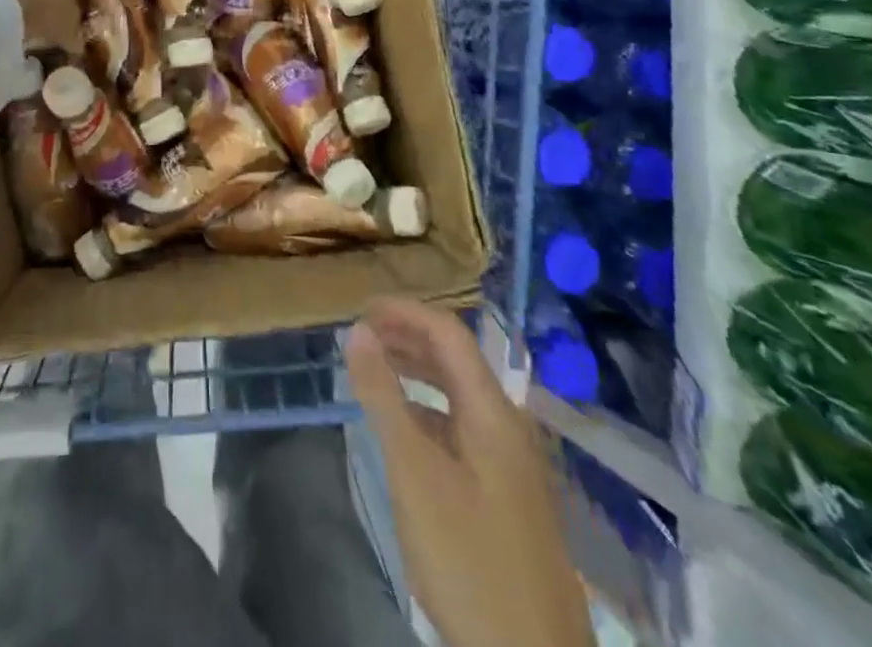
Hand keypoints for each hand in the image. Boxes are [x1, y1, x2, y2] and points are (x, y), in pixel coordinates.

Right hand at [347, 298, 594, 646]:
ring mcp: (514, 463)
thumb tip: (357, 331)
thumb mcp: (414, 474)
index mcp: (493, 411)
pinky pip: (465, 428)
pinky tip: (405, 430)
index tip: (360, 309)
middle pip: (457, 360)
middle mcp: (509, 426)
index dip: (404, 312)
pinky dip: (430, 411)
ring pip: (461, 395)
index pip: (449, 333)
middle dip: (408, 338)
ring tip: (375, 371)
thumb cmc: (469, 561)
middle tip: (360, 337)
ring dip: (418, 373)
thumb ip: (384, 397)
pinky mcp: (510, 495)